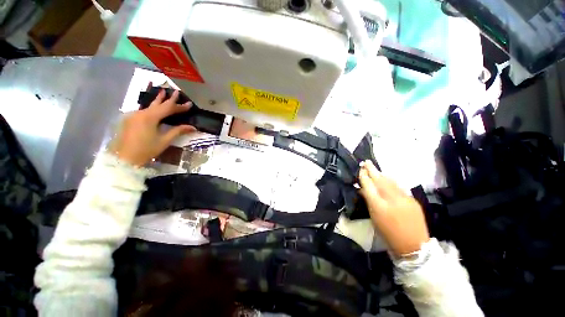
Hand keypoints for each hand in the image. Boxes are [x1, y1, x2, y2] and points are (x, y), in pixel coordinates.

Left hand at [110, 90, 195, 165]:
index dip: (179, 106)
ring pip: (149, 106)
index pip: (168, 108)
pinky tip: (153, 106)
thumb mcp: (164, 141)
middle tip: (176, 91)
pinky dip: (151, 107)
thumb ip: (178, 131)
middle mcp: (141, 113)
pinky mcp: (130, 120)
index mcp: (150, 117)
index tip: (190, 104)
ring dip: (158, 100)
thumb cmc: (146, 150)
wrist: (124, 158)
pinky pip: (143, 111)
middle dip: (168, 98)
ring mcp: (134, 116)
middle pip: (158, 104)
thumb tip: (192, 127)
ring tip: (162, 92)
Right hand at [359, 161, 429, 256]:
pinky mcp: (413, 200)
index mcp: (379, 206)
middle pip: (379, 181)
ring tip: (375, 169)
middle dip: (372, 170)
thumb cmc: (388, 234)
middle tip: (366, 162)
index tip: (361, 169)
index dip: (364, 177)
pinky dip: (391, 182)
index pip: (369, 186)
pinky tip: (387, 179)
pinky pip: (399, 187)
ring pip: (390, 182)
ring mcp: (404, 199)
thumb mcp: (374, 218)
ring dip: (381, 174)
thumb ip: (369, 201)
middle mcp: (391, 200)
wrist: (414, 246)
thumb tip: (363, 190)